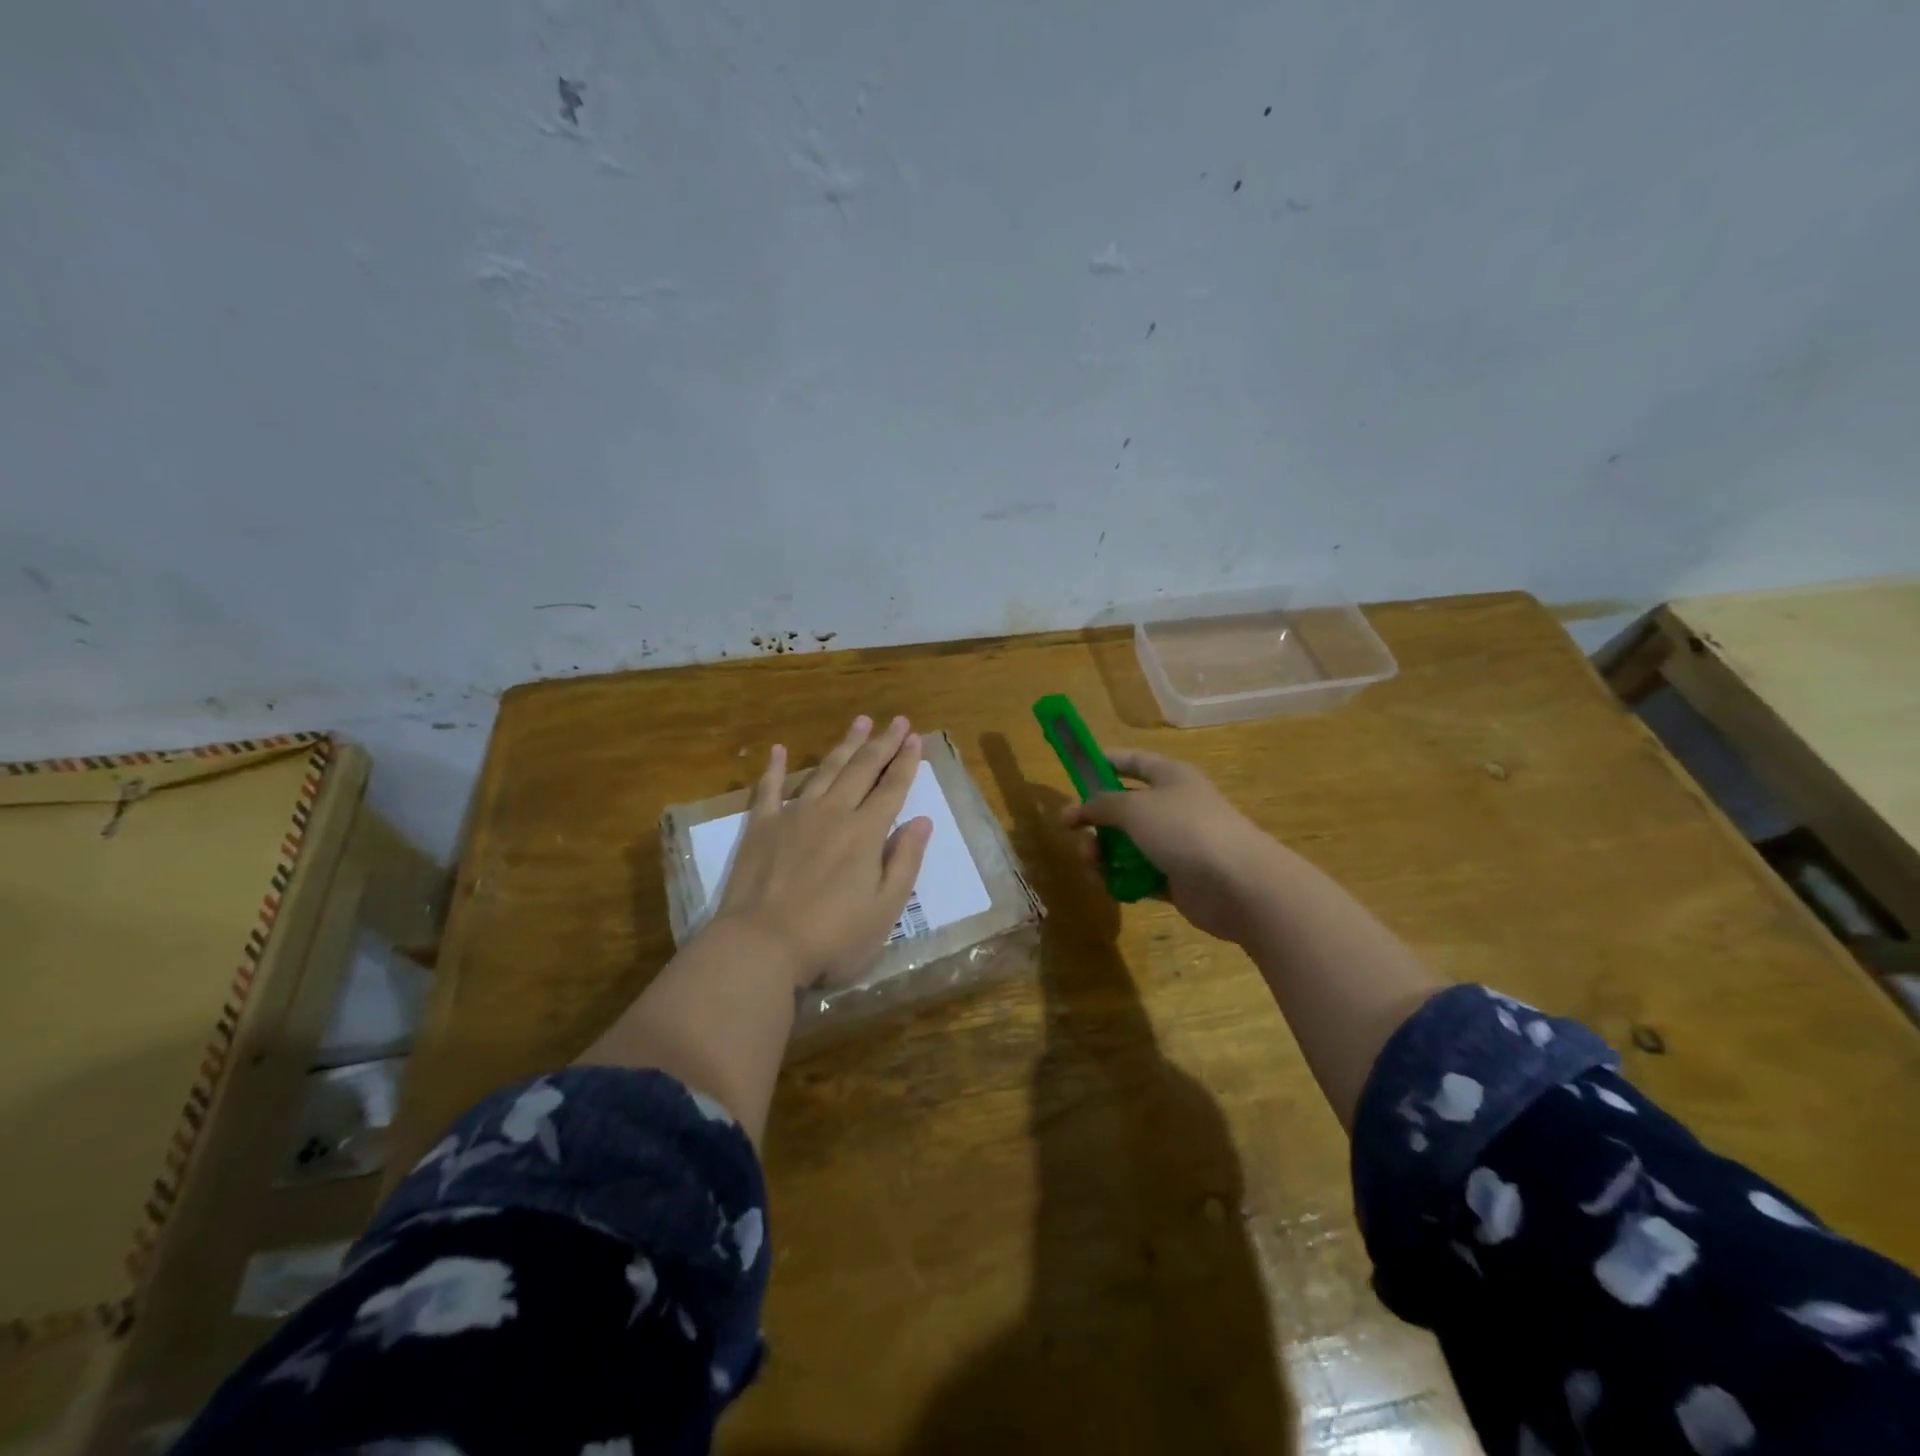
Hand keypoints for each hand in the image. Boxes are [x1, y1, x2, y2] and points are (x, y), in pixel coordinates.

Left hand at [710, 715, 932, 988]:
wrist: (761, 945)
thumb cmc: (832, 937)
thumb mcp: (885, 910)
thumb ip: (905, 862)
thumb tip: (922, 821)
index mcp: (865, 833)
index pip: (892, 789)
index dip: (906, 762)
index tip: (916, 738)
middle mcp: (833, 813)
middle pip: (862, 770)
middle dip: (882, 743)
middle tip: (897, 720)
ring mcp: (794, 815)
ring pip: (824, 770)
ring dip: (844, 745)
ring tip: (860, 722)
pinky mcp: (761, 827)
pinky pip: (769, 789)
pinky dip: (776, 768)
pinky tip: (780, 750)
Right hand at [1061, 749, 1280, 942]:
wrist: (1238, 884)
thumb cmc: (1185, 830)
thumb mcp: (1134, 808)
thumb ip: (1100, 805)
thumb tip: (1074, 810)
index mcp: (1170, 777)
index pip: (1132, 761)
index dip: (1103, 762)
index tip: (1073, 772)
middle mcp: (1173, 806)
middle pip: (1124, 808)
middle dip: (1095, 821)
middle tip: (1074, 835)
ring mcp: (1176, 844)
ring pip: (1127, 844)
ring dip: (1102, 854)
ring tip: (1092, 868)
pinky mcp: (1176, 878)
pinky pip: (1138, 875)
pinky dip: (1121, 879)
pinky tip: (1108, 886)